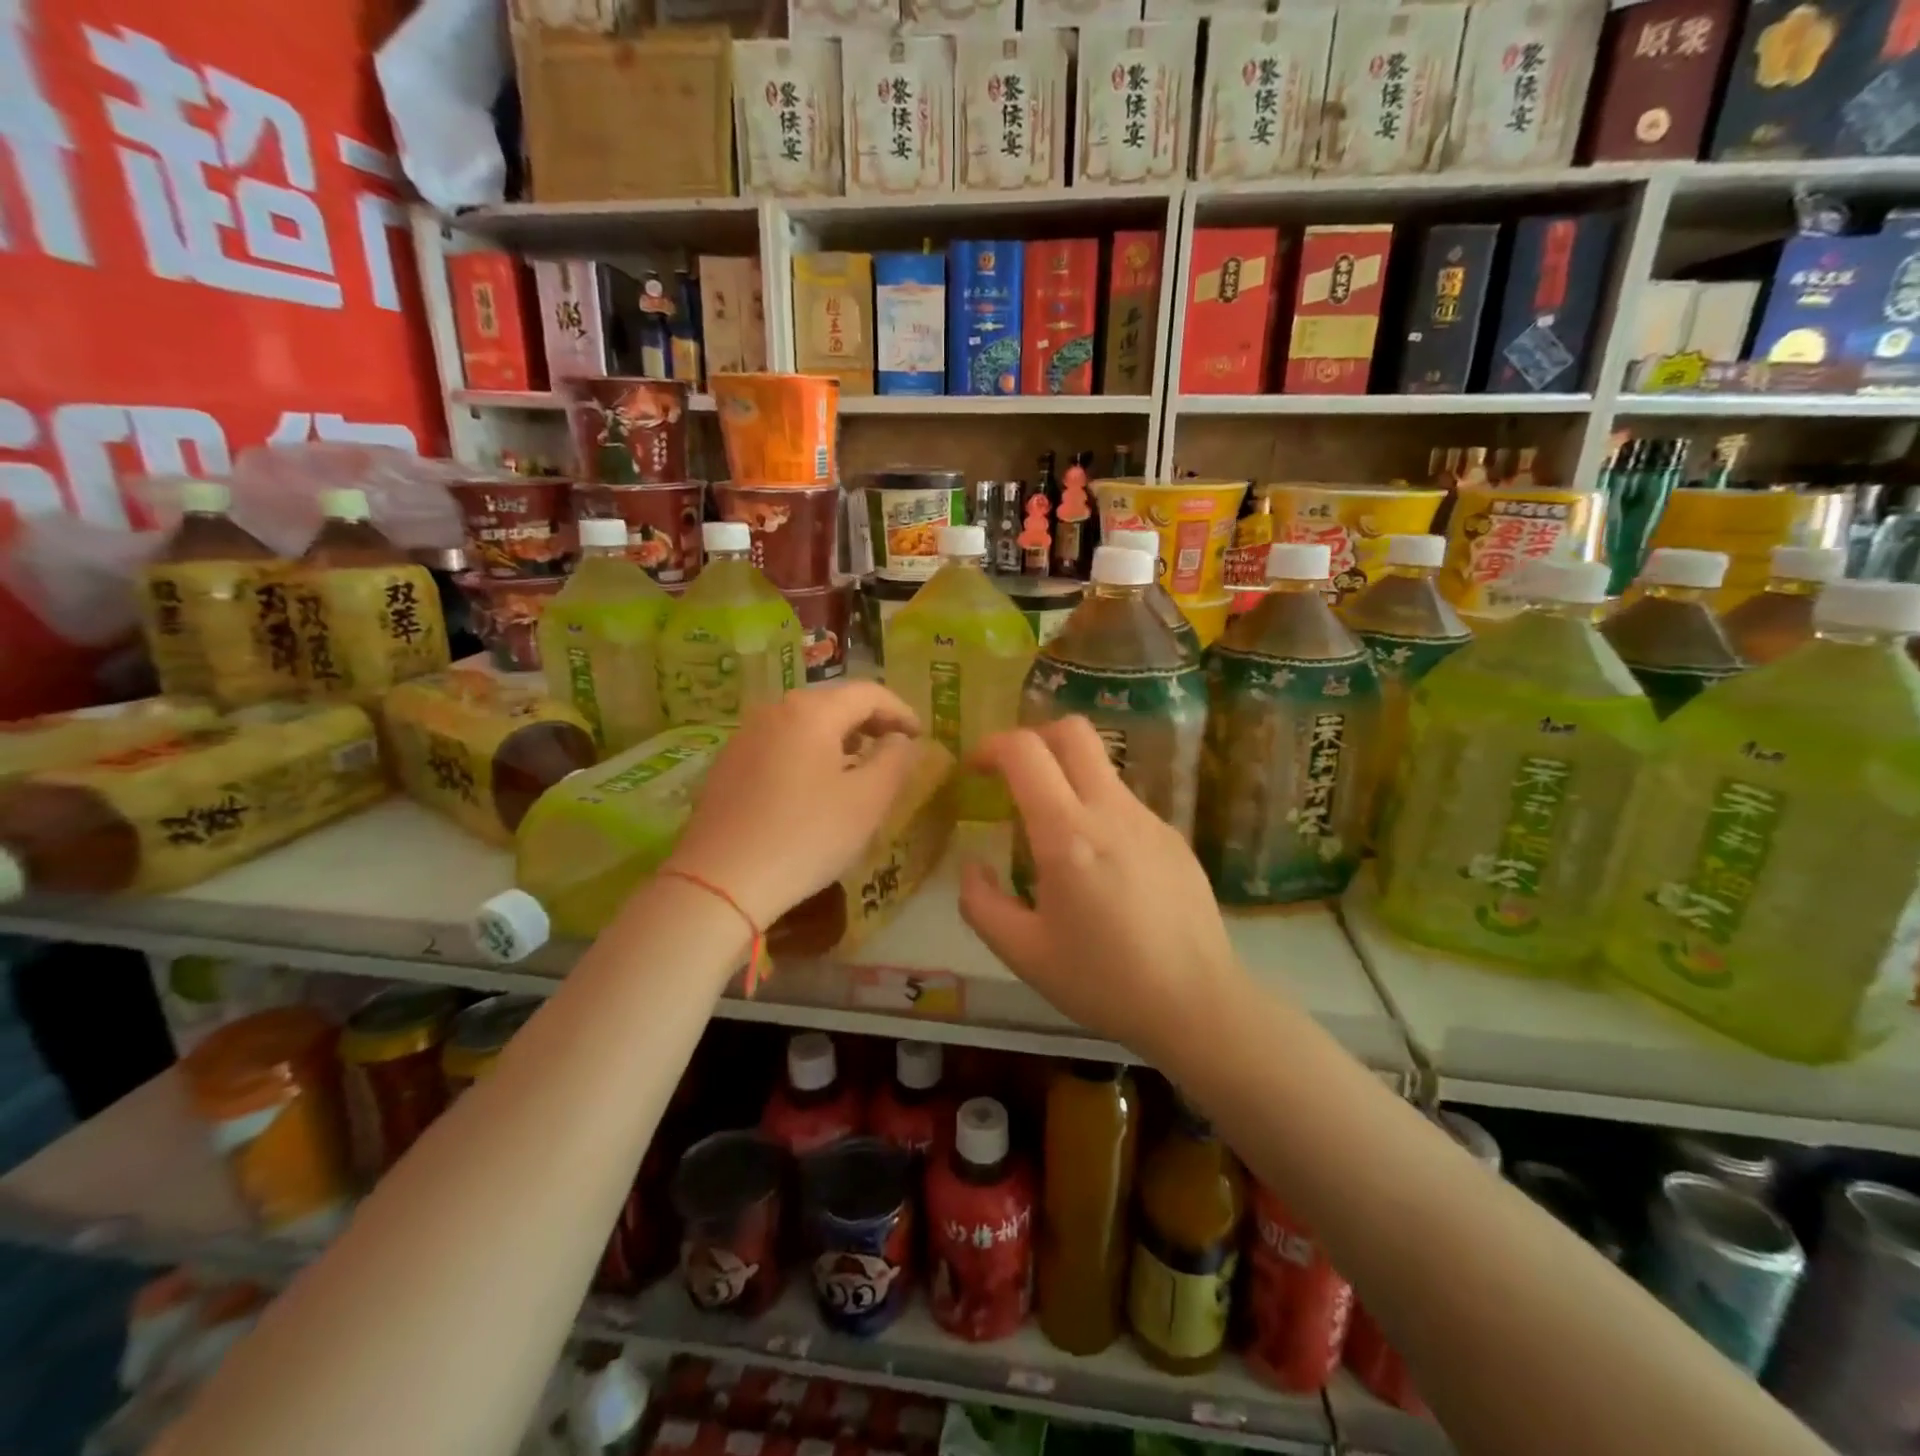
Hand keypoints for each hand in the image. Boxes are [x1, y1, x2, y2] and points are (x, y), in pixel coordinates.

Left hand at [664, 682, 922, 929]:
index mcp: (812, 711)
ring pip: (805, 722)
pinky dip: (809, 752)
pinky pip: (781, 743)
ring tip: (858, 765)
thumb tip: (901, 739)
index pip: (869, 693)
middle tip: (894, 748)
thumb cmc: (806, 836)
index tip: (920, 736)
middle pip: (834, 702)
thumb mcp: (867, 801)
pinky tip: (815, 784)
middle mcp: (775, 710)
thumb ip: (895, 761)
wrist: (720, 880)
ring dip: (839, 737)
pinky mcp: (728, 763)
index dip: (901, 711)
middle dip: (870, 721)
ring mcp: (745, 735)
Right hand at [957, 717, 1243, 1062]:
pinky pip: (1124, 803)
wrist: (1199, 1004)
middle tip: (1012, 775)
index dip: (991, 746)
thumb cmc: (1105, 981)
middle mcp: (1111, 811)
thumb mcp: (1023, 953)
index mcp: (1067, 835)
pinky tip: (1099, 867)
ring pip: (1100, 768)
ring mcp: (1149, 819)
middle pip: (1072, 731)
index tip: (974, 769)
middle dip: (1033, 737)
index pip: (1026, 751)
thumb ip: (981, 903)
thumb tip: (974, 864)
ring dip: (1066, 778)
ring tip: (1052, 836)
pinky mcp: (1173, 836)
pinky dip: (1096, 810)